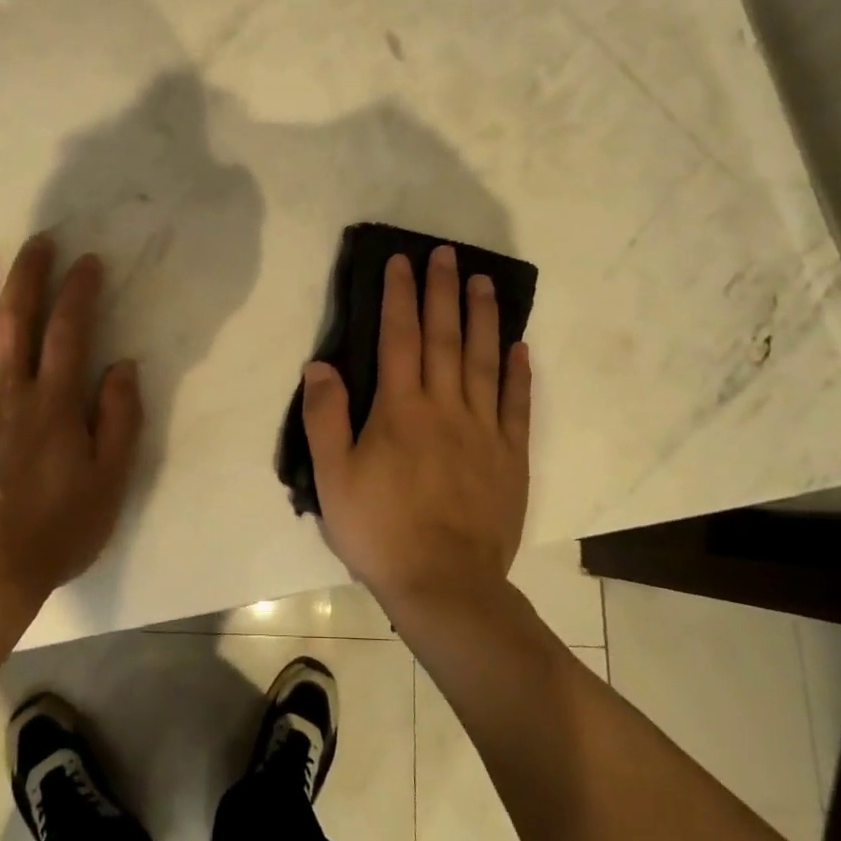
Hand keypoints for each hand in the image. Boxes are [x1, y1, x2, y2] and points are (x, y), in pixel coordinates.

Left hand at [0, 234, 142, 612]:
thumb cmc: (51, 533)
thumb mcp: (109, 482)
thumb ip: (120, 420)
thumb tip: (122, 366)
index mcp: (53, 403)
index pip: (69, 330)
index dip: (78, 290)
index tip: (85, 260)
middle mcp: (5, 392)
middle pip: (15, 319)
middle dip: (28, 275)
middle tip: (36, 243)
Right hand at [303, 247, 531, 610]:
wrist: (445, 585)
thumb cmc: (380, 530)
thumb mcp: (333, 478)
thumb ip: (325, 417)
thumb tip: (320, 364)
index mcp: (400, 409)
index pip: (399, 337)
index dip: (399, 295)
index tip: (401, 262)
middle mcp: (445, 406)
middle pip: (444, 337)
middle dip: (443, 291)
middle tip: (447, 254)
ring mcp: (483, 429)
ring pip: (484, 360)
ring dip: (484, 318)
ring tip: (484, 282)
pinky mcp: (511, 455)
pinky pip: (517, 404)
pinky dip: (519, 372)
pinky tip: (520, 346)